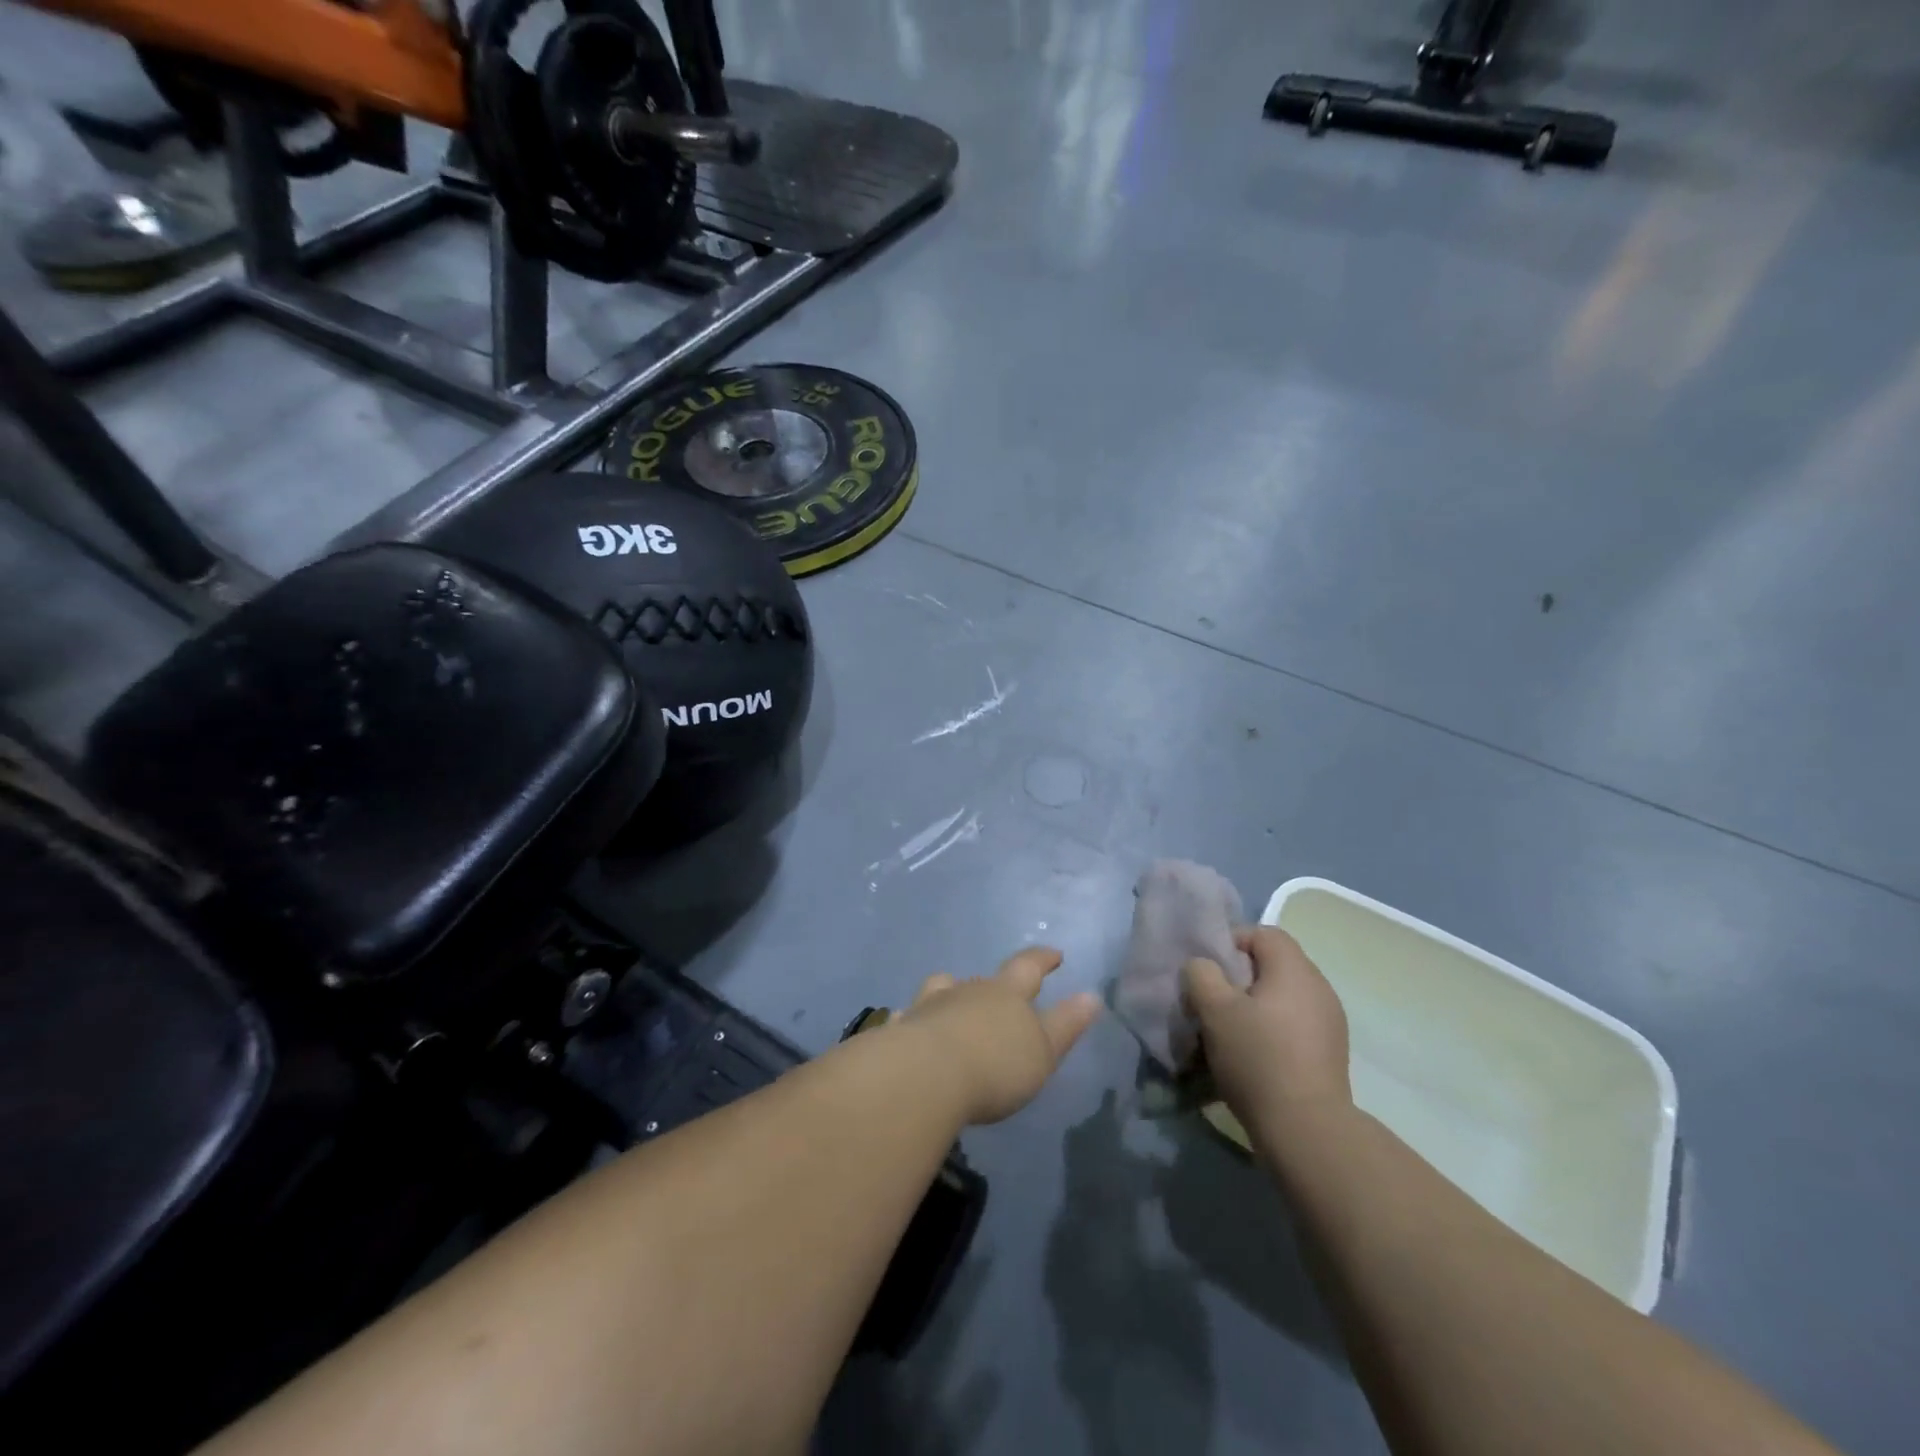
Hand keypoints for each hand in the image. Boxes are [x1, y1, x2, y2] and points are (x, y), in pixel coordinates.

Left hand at [899, 948, 1101, 1124]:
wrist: (926, 1074)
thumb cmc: (995, 1065)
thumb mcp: (1043, 1051)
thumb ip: (1066, 1024)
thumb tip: (1091, 996)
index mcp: (1007, 994)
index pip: (1029, 967)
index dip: (1043, 959)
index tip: (1054, 953)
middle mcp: (968, 991)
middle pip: (984, 979)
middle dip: (996, 983)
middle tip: (1003, 988)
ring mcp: (932, 1005)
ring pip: (943, 988)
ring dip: (951, 993)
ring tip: (953, 1003)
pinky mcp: (903, 1028)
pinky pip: (911, 1016)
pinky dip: (916, 1020)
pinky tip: (912, 1028)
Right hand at [1182, 926, 1350, 1135]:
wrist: (1307, 1130)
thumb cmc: (1257, 1057)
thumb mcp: (1214, 1009)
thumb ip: (1202, 974)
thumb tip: (1204, 967)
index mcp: (1295, 969)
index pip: (1263, 933)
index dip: (1231, 942)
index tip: (1208, 969)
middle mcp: (1319, 988)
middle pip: (1274, 965)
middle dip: (1240, 977)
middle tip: (1213, 1001)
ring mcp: (1330, 1023)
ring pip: (1283, 997)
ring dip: (1255, 1007)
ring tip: (1230, 1032)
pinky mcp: (1331, 1054)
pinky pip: (1295, 1025)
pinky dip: (1272, 1030)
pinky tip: (1254, 1057)